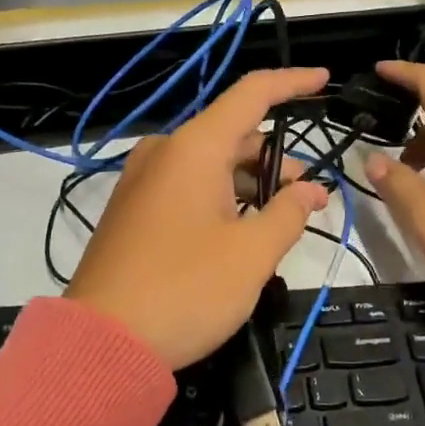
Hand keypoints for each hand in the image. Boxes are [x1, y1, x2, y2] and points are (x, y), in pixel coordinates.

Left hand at [66, 68, 331, 370]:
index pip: (251, 94)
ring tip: (280, 220)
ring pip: (210, 164)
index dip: (292, 83)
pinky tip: (241, 231)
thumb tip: (310, 190)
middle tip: (310, 196)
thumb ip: (288, 213)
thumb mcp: (251, 255)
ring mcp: (143, 181)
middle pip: (233, 134)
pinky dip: (222, 197)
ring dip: (250, 183)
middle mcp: (165, 152)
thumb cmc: (185, 290)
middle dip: (276, 159)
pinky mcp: (133, 211)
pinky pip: (187, 186)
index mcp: (194, 148)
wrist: (100, 344)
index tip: (324, 81)